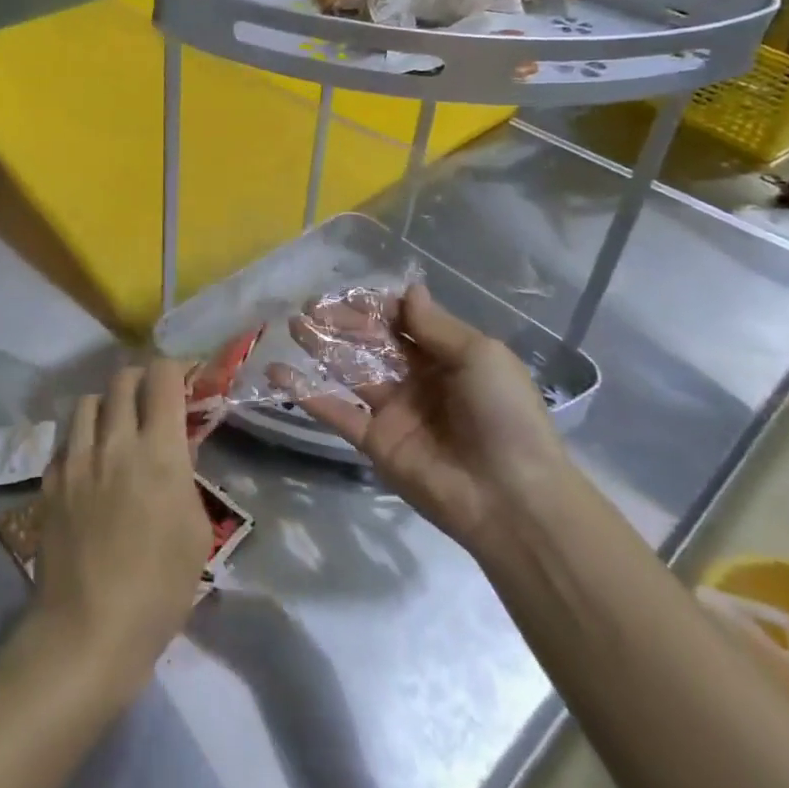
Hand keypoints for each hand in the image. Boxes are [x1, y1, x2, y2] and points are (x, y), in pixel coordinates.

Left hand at [27, 360, 210, 699]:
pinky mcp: (50, 480)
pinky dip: (82, 440)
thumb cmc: (158, 588)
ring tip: (116, 429)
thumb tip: (175, 451)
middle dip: (141, 380)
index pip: (162, 377)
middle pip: (122, 378)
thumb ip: (186, 478)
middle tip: (151, 402)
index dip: (174, 369)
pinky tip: (89, 466)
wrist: (88, 629)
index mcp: (158, 450)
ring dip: (107, 406)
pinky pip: (67, 440)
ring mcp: (76, 459)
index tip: (183, 381)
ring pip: (88, 401)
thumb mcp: (196, 532)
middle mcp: (115, 441)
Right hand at [283, 284, 567, 551]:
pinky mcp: (374, 441)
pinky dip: (306, 393)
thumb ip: (435, 325)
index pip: (403, 322)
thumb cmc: (503, 415)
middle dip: (342, 322)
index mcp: (447, 357)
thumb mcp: (480, 356)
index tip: (347, 294)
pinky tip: (277, 373)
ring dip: (321, 348)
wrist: (511, 497)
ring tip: (291, 326)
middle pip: (372, 342)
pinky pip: (336, 412)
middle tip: (308, 307)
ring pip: (350, 371)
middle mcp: (417, 380)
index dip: (375, 307)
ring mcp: (393, 411)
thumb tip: (409, 290)